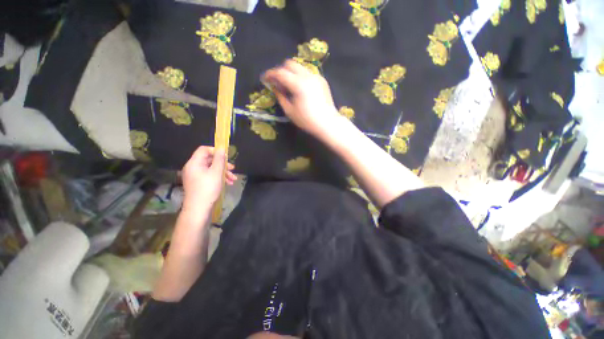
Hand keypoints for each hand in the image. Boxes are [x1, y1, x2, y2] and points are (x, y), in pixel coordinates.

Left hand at [181, 146, 236, 210]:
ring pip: (211, 169)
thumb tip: (222, 148)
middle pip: (209, 160)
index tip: (226, 157)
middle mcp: (193, 167)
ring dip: (223, 172)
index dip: (216, 151)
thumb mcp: (216, 172)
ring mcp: (195, 176)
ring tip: (233, 179)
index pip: (204, 150)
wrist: (198, 208)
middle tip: (233, 168)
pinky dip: (219, 177)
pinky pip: (209, 176)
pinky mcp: (198, 183)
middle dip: (223, 164)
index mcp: (194, 163)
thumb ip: (219, 159)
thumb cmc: (208, 188)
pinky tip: (228, 183)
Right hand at [263, 60, 342, 137]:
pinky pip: (308, 73)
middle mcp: (308, 76)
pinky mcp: (322, 80)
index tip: (265, 78)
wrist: (328, 123)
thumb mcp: (290, 111)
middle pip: (290, 63)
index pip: (280, 72)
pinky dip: (301, 77)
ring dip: (291, 72)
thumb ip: (280, 97)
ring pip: (300, 67)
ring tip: (289, 85)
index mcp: (298, 84)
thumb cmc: (307, 120)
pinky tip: (301, 88)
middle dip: (281, 70)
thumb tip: (275, 87)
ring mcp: (316, 77)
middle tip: (277, 81)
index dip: (270, 74)